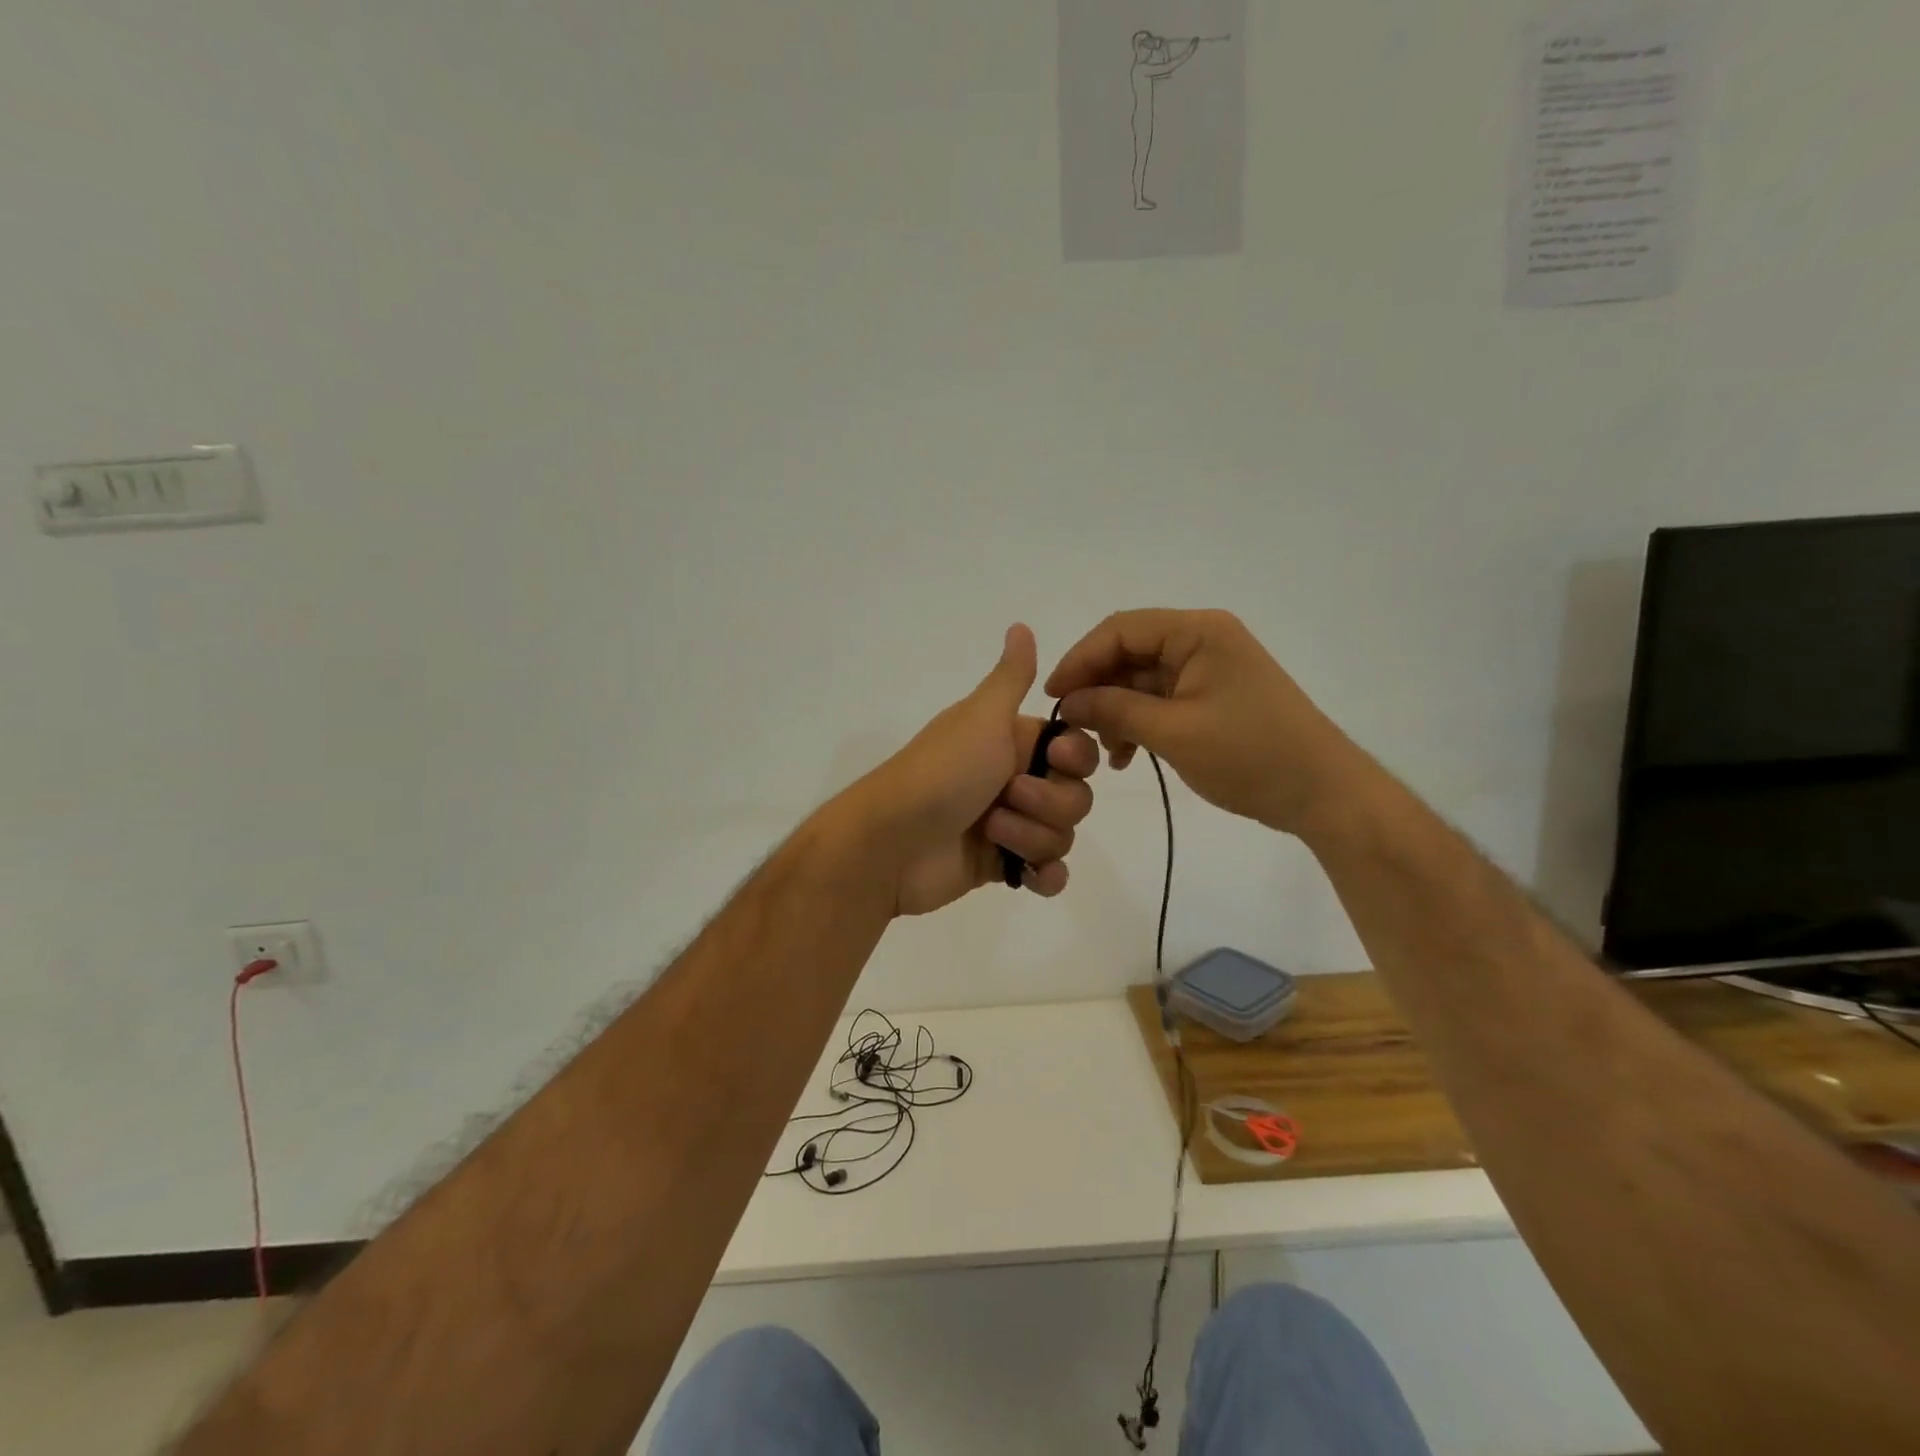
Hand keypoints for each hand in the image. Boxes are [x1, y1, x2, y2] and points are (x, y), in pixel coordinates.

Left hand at [851, 625, 1098, 916]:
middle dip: (1049, 803)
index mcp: (1011, 741)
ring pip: (1062, 834)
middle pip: (1075, 795)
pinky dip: (1044, 876)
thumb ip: (1010, 677)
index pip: (1075, 749)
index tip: (1055, 759)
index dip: (1075, 758)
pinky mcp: (999, 866)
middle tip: (1007, 797)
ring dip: (1033, 837)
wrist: (891, 843)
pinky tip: (1029, 877)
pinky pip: (1047, 873)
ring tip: (992, 834)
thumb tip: (1020, 624)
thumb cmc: (942, 773)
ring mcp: (1008, 826)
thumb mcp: (981, 716)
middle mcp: (1013, 779)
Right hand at [1045, 608, 1363, 836]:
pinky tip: (1125, 756)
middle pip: (1129, 652)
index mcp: (1198, 632)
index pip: (1120, 630)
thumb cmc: (1250, 755)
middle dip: (1096, 689)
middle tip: (1070, 728)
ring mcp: (1209, 669)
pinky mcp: (1212, 696)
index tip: (1052, 698)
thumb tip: (1066, 703)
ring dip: (1115, 710)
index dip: (1080, 659)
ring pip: (1141, 679)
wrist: (1322, 792)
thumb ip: (1114, 711)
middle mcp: (1202, 640)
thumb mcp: (1174, 734)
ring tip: (1100, 751)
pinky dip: (1138, 722)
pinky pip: (1161, 699)